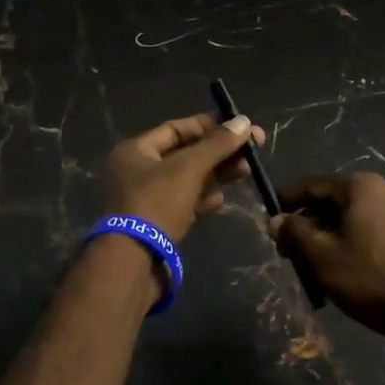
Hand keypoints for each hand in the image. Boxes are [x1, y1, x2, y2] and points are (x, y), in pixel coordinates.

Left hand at [102, 113, 264, 242]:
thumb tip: (244, 121)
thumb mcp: (188, 169)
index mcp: (136, 150)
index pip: (176, 128)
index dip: (209, 126)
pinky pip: (184, 204)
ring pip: (187, 180)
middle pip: (184, 154)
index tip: (239, 127)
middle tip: (251, 151)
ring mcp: (146, 199)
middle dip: (218, 151)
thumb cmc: (156, 204)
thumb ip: (217, 145)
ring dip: (215, 174)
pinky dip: (203, 199)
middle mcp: (138, 171)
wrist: (133, 262)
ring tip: (246, 171)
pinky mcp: (157, 224)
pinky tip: (223, 200)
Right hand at [273, 174, 384, 339]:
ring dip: (327, 236)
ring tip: (310, 264)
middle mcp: (383, 191)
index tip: (269, 219)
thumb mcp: (320, 254)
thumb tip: (276, 220)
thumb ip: (294, 232)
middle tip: (287, 250)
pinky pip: (369, 232)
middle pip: (333, 202)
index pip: (312, 186)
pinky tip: (339, 268)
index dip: (287, 202)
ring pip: (351, 219)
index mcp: (361, 186)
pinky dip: (350, 243)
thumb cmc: (367, 276)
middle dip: (307, 224)